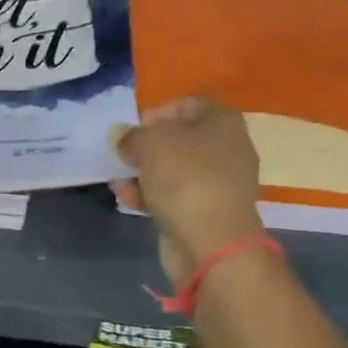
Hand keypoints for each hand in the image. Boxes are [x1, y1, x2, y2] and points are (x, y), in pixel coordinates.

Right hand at [112, 98, 266, 285]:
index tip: (136, 127)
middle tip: (125, 154)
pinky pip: (175, 195)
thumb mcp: (149, 143)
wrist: (212, 244)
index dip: (159, 111)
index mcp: (222, 122)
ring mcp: (219, 183)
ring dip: (145, 173)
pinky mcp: (208, 212)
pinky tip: (128, 200)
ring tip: (120, 180)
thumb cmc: (185, 178)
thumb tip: (122, 137)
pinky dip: (152, 196)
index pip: (188, 104)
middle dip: (148, 146)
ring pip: (175, 169)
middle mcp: (227, 149)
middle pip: (180, 138)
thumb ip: (131, 135)